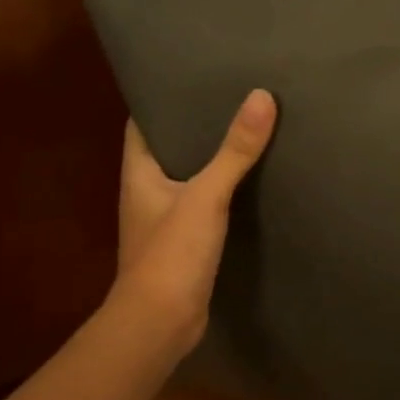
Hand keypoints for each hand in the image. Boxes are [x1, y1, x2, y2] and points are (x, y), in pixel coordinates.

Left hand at [113, 89, 276, 357]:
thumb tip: (261, 97)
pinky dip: (223, 192)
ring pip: (189, 177)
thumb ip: (234, 151)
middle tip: (233, 97)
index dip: (163, 97)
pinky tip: (251, 183)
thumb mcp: (206, 196)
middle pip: (170, 147)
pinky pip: (204, 206)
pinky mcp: (185, 244)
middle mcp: (147, 191)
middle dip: (196, 125)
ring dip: (212, 159)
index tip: (193, 76)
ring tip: (248, 131)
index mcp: (138, 172)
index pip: (143, 122)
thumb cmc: (171, 254)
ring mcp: (165, 220)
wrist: (160, 324)